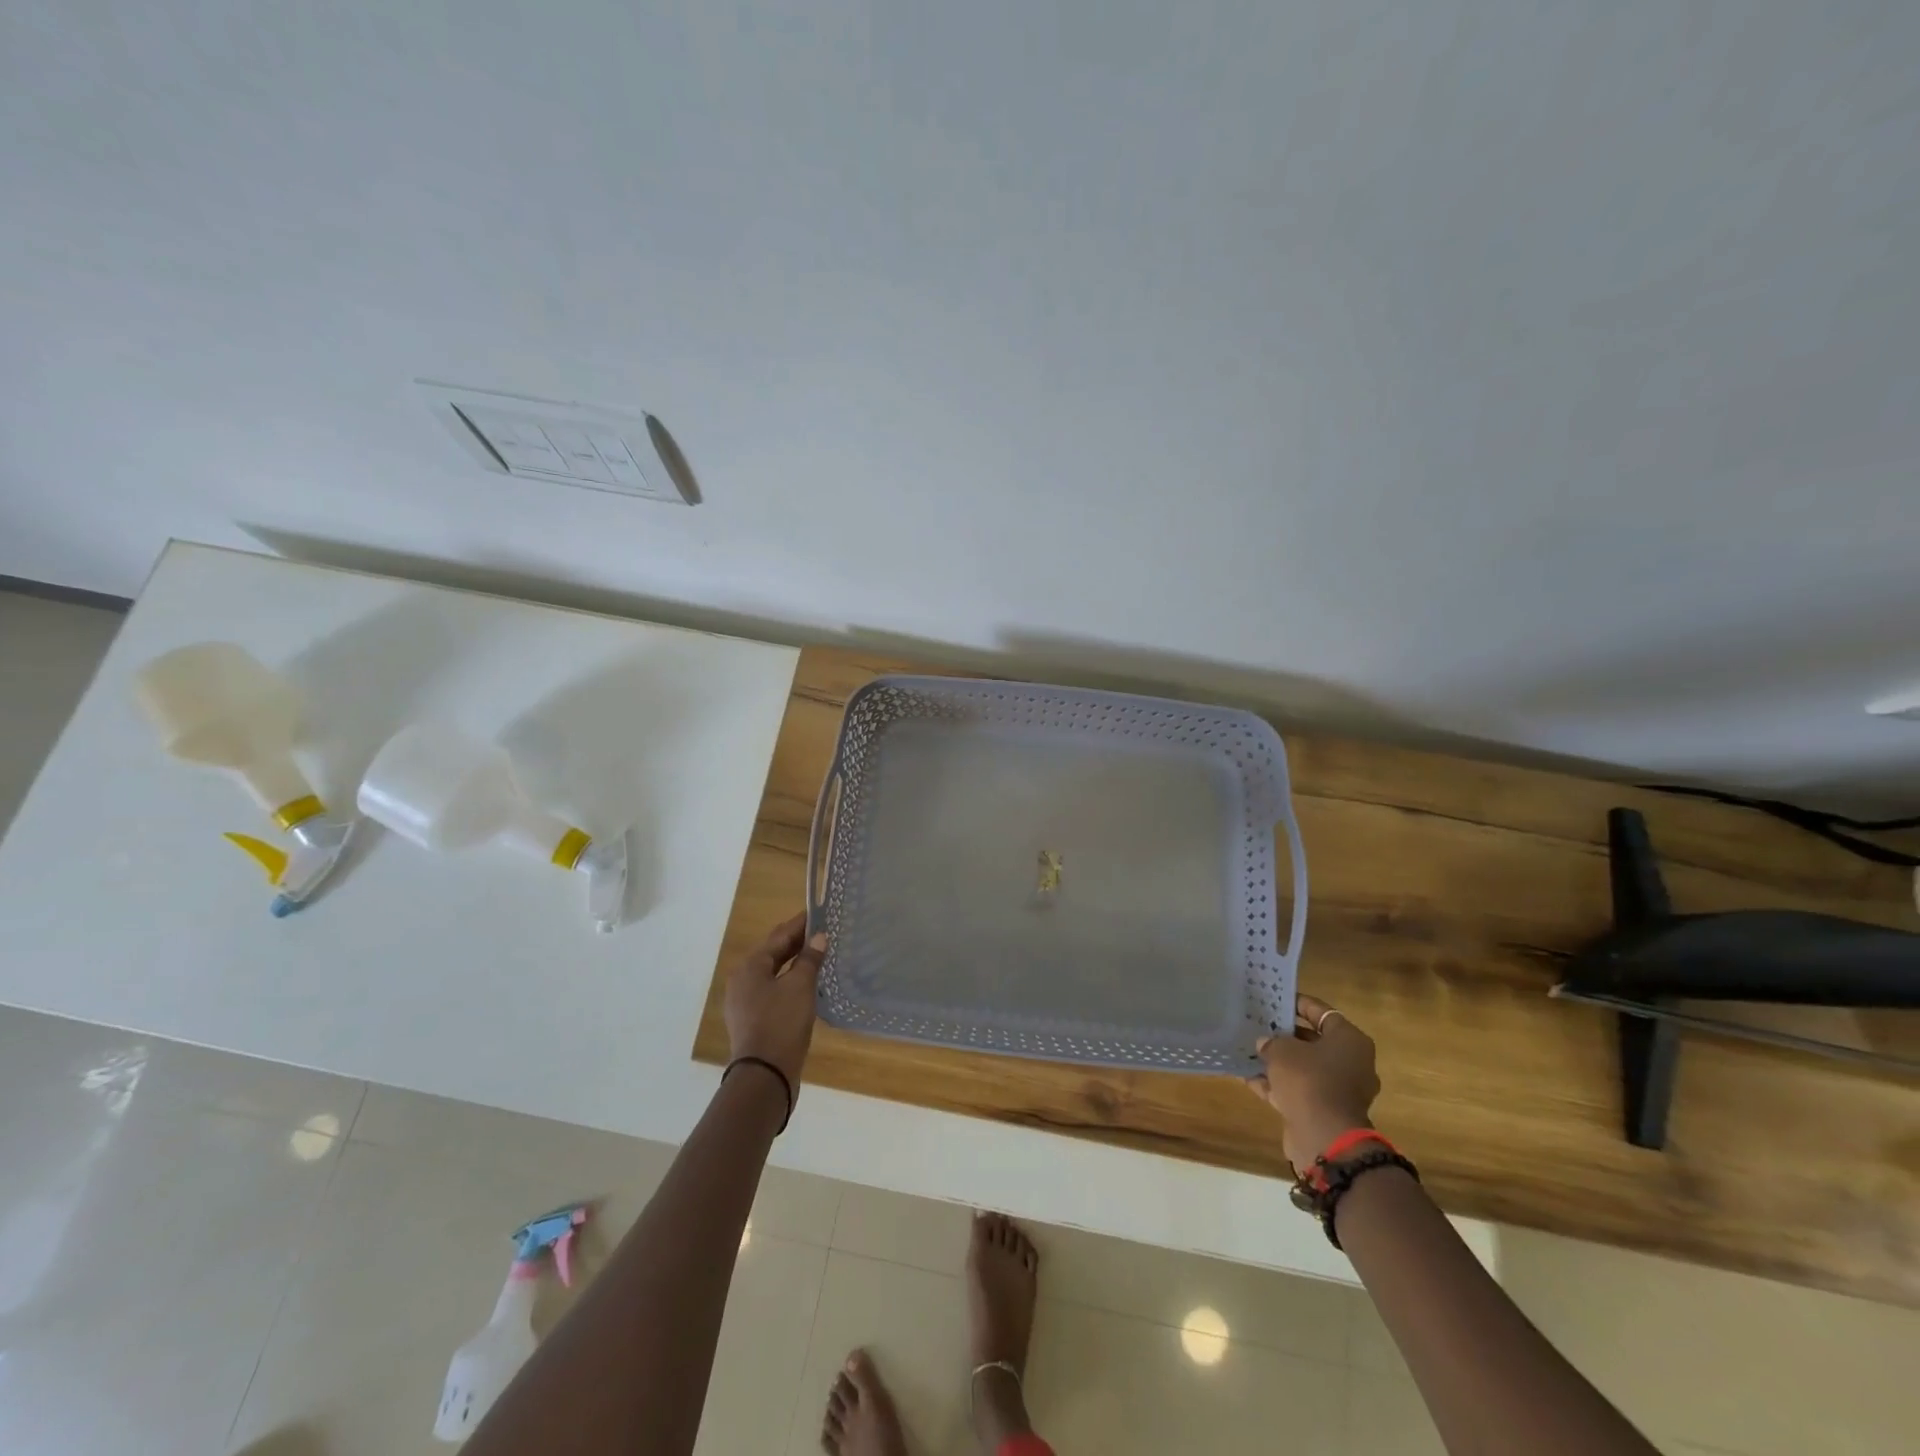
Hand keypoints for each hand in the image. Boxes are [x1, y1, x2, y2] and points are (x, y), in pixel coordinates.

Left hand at [724, 913, 827, 1091]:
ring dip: (794, 963)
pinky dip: (789, 981)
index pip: (779, 935)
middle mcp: (742, 979)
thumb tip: (819, 937)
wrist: (764, 1075)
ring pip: (773, 973)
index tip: (820, 913)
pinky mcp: (752, 1019)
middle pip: (773, 953)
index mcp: (750, 966)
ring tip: (819, 955)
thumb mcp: (800, 986)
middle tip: (823, 932)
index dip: (800, 923)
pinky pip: (773, 990)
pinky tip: (807, 984)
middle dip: (797, 942)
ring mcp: (744, 1001)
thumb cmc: (781, 1022)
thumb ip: (809, 959)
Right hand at [1247, 993, 1381, 1173]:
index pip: (1322, 1013)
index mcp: (1350, 1041)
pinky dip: (1276, 1085)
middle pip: (1314, 1041)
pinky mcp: (1325, 1111)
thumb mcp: (1282, 1050)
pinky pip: (1298, 1091)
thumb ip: (1271, 1042)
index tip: (1275, 999)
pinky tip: (1248, 1077)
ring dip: (1279, 1062)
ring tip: (1250, 1050)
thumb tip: (1265, 1043)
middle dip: (1286, 1035)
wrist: (1325, 1138)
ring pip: (1304, 1068)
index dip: (1298, 1004)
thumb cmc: (1309, 1080)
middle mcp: (1350, 1063)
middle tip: (1259, 1025)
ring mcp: (1339, 1090)